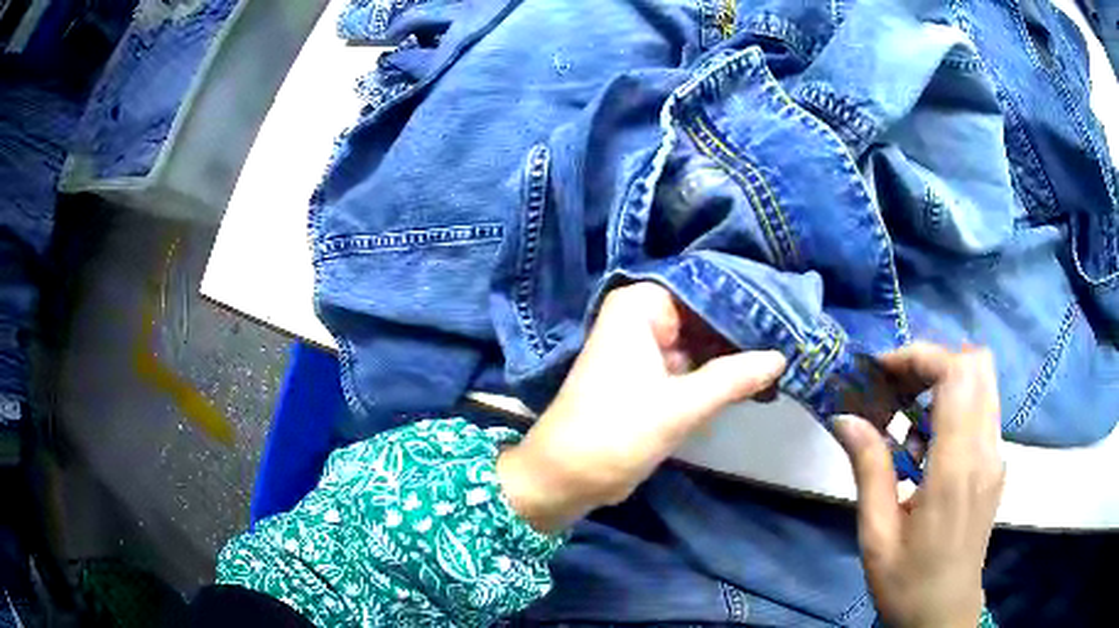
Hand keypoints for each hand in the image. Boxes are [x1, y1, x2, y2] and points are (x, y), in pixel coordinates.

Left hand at [498, 282, 786, 533]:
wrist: (565, 477)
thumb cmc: (615, 433)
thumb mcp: (680, 406)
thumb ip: (734, 378)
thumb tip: (780, 357)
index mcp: (639, 305)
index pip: (706, 288)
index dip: (746, 301)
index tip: (788, 310)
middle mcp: (640, 316)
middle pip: (704, 313)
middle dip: (743, 329)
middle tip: (794, 333)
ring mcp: (644, 346)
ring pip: (700, 340)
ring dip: (734, 351)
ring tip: (785, 350)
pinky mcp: (649, 374)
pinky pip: (691, 362)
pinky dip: (717, 371)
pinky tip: (755, 375)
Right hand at [833, 343, 1004, 627]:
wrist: (944, 613)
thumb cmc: (907, 582)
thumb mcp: (877, 535)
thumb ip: (869, 469)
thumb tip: (845, 417)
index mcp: (956, 468)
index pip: (956, 374)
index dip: (919, 356)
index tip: (882, 371)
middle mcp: (986, 450)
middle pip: (975, 364)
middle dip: (932, 360)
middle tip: (895, 385)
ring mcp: (996, 455)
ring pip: (982, 381)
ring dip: (944, 378)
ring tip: (905, 409)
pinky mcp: (996, 463)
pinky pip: (982, 408)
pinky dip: (955, 402)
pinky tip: (925, 440)